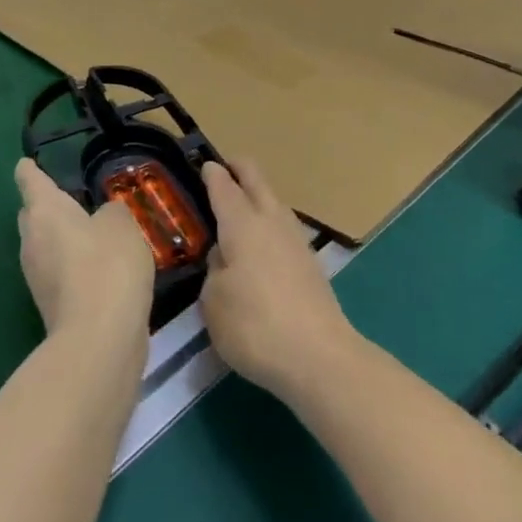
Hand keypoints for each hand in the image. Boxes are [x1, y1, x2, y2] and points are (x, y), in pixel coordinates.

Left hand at [15, 158, 154, 342]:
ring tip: (94, 234)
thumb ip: (111, 212)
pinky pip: (59, 273)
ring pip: (45, 246)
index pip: (29, 180)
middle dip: (46, 207)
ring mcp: (37, 277)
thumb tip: (102, 218)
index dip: (29, 170)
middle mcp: (32, 241)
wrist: (99, 337)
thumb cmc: (107, 265)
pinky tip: (101, 269)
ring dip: (63, 239)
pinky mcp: (50, 305)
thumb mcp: (122, 224)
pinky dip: (73, 267)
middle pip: (32, 215)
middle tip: (72, 200)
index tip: (27, 163)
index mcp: (44, 211)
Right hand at [199, 161, 356, 400]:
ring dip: (258, 195)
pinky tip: (262, 241)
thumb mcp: (213, 302)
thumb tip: (224, 257)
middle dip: (240, 169)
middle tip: (223, 169)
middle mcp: (271, 221)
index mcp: (242, 224)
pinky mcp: (310, 262)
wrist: (318, 356)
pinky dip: (269, 222)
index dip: (212, 174)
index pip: (224, 187)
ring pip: (274, 202)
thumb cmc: (255, 326)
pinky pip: (283, 227)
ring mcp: (296, 239)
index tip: (203, 165)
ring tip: (240, 205)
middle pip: (256, 180)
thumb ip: (214, 271)